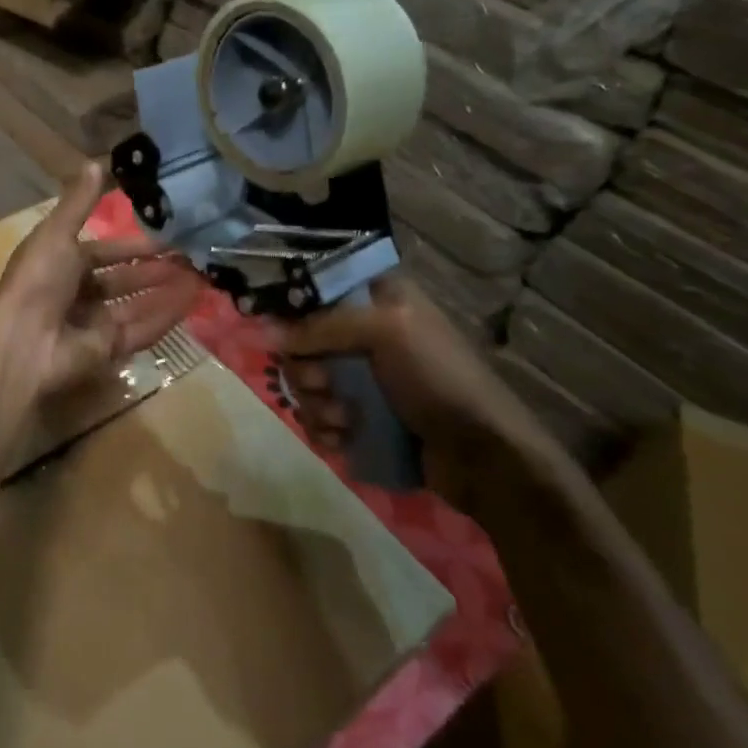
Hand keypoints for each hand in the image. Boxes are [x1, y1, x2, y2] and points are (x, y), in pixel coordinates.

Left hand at [0, 162, 202, 449]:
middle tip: (192, 257)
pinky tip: (191, 301)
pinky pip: (140, 330)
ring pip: (135, 304)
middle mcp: (76, 293)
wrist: (23, 342)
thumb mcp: (57, 233)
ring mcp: (91, 324)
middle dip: (154, 269)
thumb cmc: (38, 280)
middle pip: (122, 280)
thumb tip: (95, 162)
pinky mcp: (106, 350)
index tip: (167, 237)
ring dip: (165, 291)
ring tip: (200, 276)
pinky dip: (165, 316)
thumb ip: (80, 202)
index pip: (103, 251)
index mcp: (60, 263)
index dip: (132, 245)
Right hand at [273, 274, 550, 503]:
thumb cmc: (440, 379)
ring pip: (306, 381)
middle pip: (302, 340)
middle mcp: (366, 332)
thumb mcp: (386, 333)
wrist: (485, 457)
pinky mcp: (361, 415)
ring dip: (314, 404)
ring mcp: (363, 376)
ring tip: (342, 421)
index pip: (315, 290)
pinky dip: (323, 428)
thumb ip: (321, 326)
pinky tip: (341, 439)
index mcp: (377, 298)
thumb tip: (262, 332)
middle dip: (305, 369)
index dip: (293, 312)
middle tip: (323, 385)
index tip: (287, 336)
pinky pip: (318, 414)